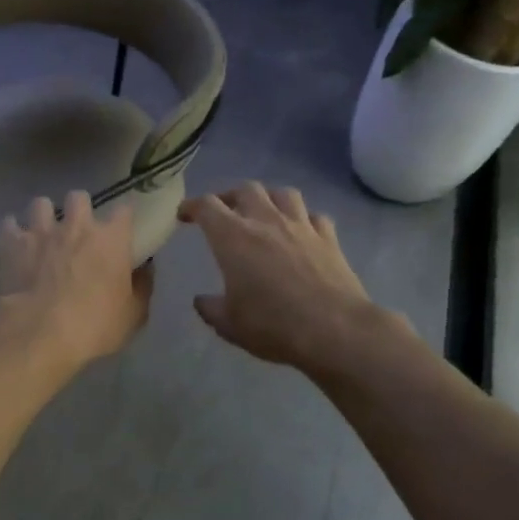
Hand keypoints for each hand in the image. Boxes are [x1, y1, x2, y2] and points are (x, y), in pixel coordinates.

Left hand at [0, 192, 151, 374]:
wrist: (38, 333)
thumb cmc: (94, 327)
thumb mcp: (133, 315)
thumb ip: (141, 287)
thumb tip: (144, 270)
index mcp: (111, 239)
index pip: (124, 211)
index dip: (122, 218)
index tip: (121, 229)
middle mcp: (76, 226)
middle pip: (79, 197)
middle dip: (78, 209)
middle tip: (76, 230)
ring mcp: (41, 231)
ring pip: (41, 204)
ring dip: (43, 216)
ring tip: (42, 233)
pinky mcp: (11, 243)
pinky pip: (9, 224)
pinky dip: (12, 232)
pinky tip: (14, 245)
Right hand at [178, 182, 390, 377]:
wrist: (335, 330)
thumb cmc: (272, 325)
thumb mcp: (229, 325)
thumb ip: (211, 309)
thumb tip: (201, 301)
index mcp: (233, 238)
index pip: (207, 206)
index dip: (192, 206)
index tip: (184, 215)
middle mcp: (266, 221)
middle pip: (246, 189)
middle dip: (230, 196)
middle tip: (224, 213)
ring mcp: (301, 227)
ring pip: (283, 193)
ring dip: (269, 199)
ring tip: (263, 213)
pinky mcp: (329, 239)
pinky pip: (314, 216)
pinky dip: (303, 219)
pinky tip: (301, 232)